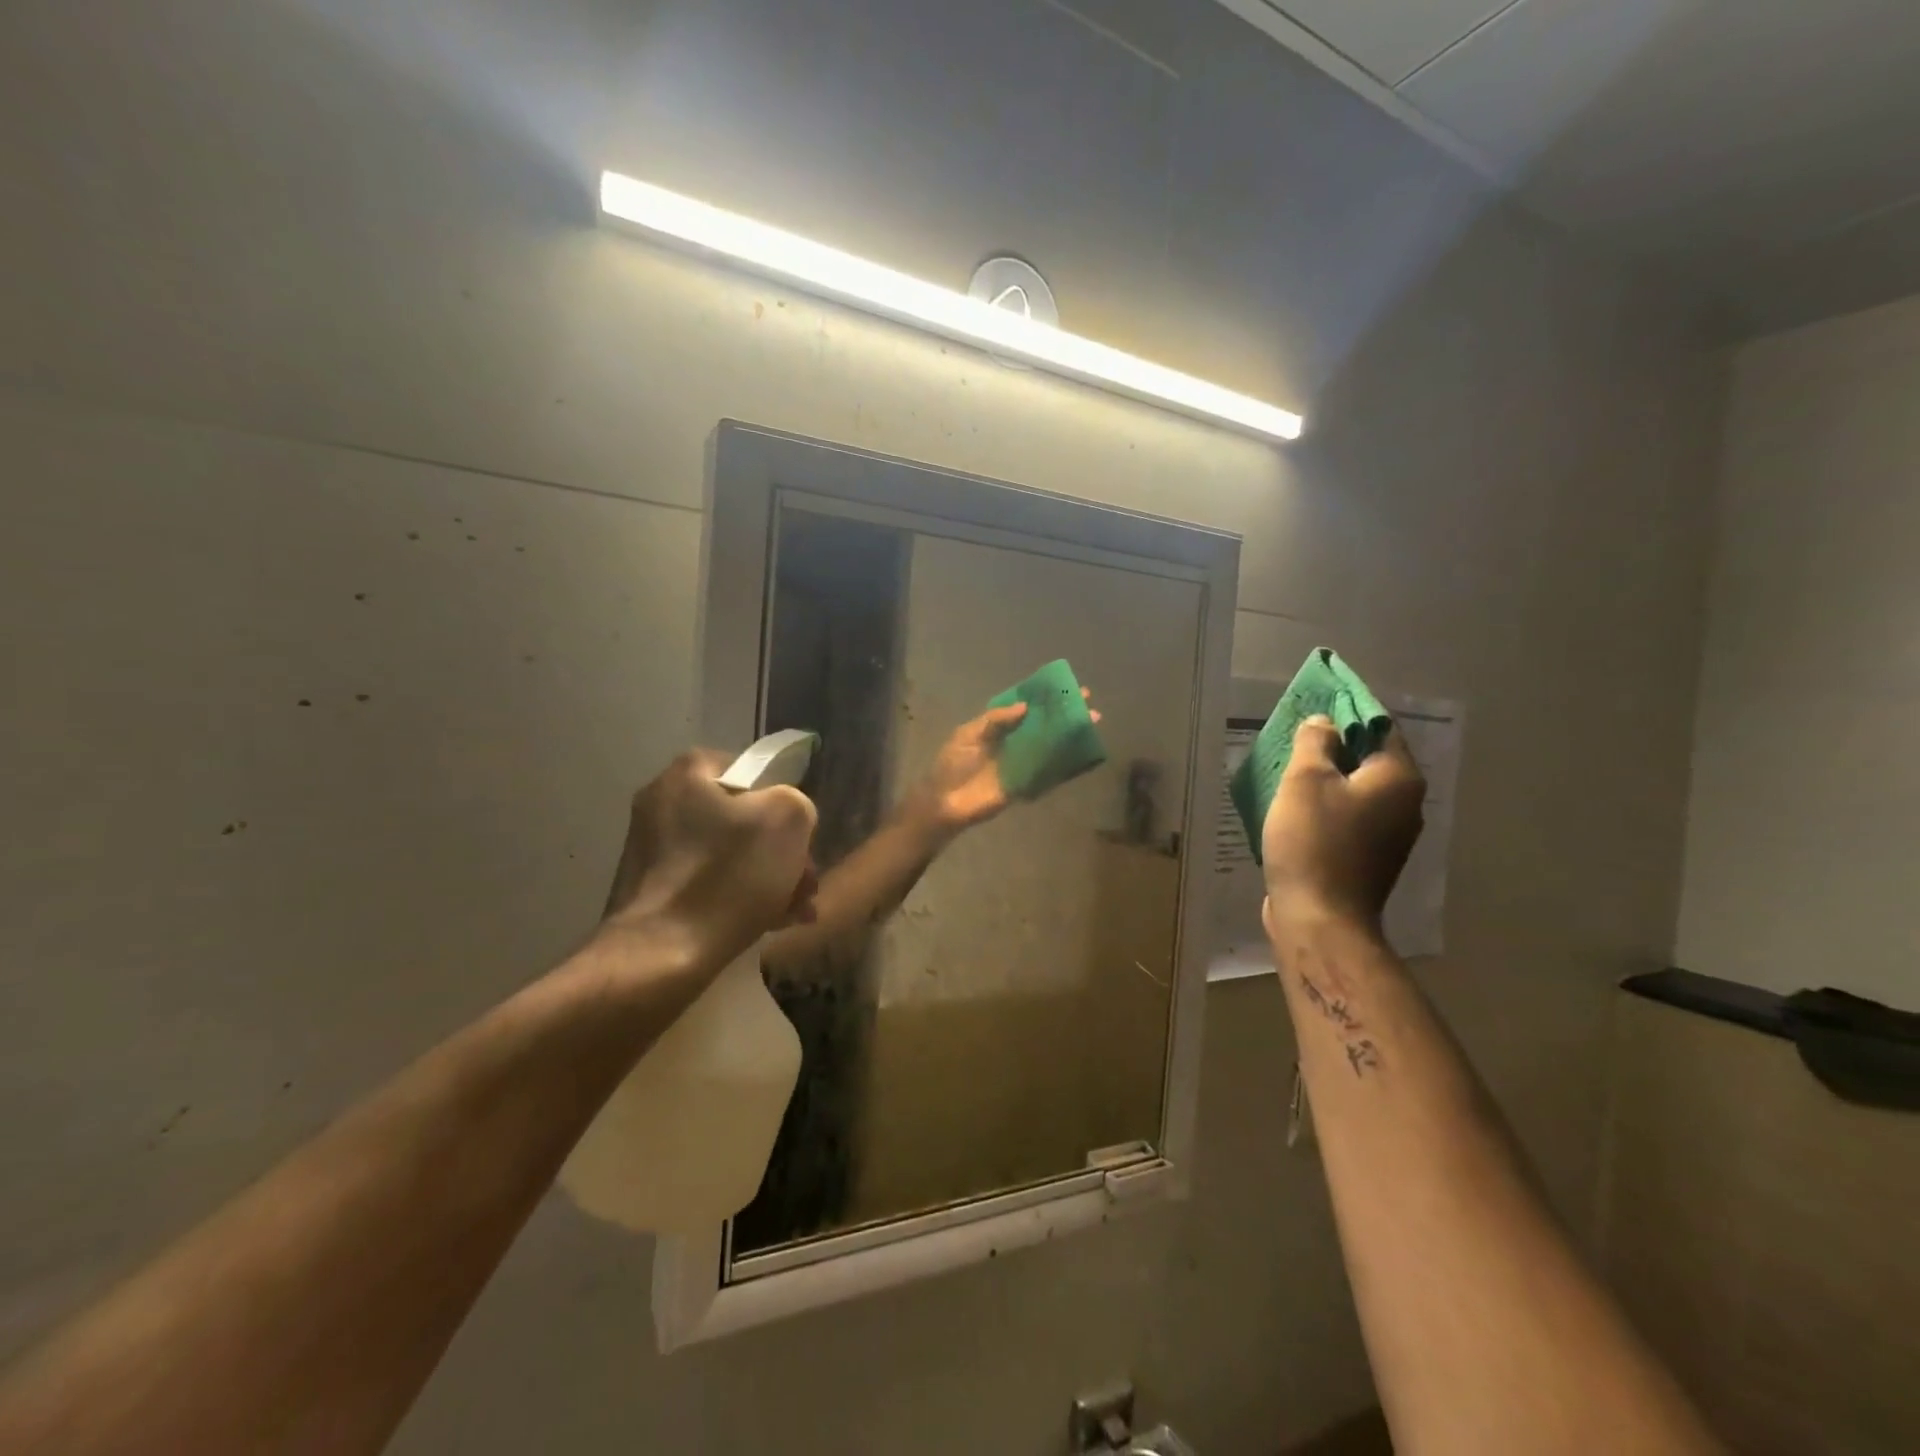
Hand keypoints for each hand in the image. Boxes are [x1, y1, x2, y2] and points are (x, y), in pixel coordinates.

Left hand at [599, 750, 818, 972]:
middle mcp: (662, 803)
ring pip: (730, 854)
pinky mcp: (651, 892)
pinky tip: (770, 924)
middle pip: (742, 818)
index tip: (801, 839)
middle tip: (806, 883)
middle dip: (781, 851)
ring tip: (796, 911)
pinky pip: (709, 884)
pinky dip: (739, 898)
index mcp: (688, 774)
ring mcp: (652, 850)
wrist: (659, 958)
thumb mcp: (787, 820)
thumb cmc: (727, 877)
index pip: (752, 771)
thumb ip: (797, 802)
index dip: (784, 803)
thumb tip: (784, 819)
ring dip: (768, 878)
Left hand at [905, 689, 1100, 837]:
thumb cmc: (952, 765)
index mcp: (998, 727)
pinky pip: (1049, 774)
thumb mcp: (968, 735)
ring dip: (1070, 737)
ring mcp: (1022, 764)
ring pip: (1050, 747)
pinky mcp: (1026, 785)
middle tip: (1088, 703)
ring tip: (1092, 724)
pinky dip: (1066, 766)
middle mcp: (1013, 742)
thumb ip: (995, 720)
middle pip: (1043, 725)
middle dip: (1065, 714)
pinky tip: (1084, 755)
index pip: (1026, 707)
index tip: (1066, 687)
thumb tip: (1025, 707)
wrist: (945, 803)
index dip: (1045, 698)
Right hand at [1262, 715, 1424, 936]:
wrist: (1319, 919)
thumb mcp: (1305, 780)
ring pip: (1356, 790)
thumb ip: (1316, 742)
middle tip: (1295, 736)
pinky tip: (1295, 807)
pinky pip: (1347, 817)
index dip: (1347, 711)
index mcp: (1399, 778)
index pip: (1379, 726)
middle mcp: (1405, 804)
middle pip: (1369, 759)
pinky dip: (1325, 805)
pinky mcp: (1367, 858)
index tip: (1315, 703)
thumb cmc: (1313, 841)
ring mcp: (1389, 835)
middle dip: (1333, 745)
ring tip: (1288, 769)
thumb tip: (1324, 724)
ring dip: (1326, 777)